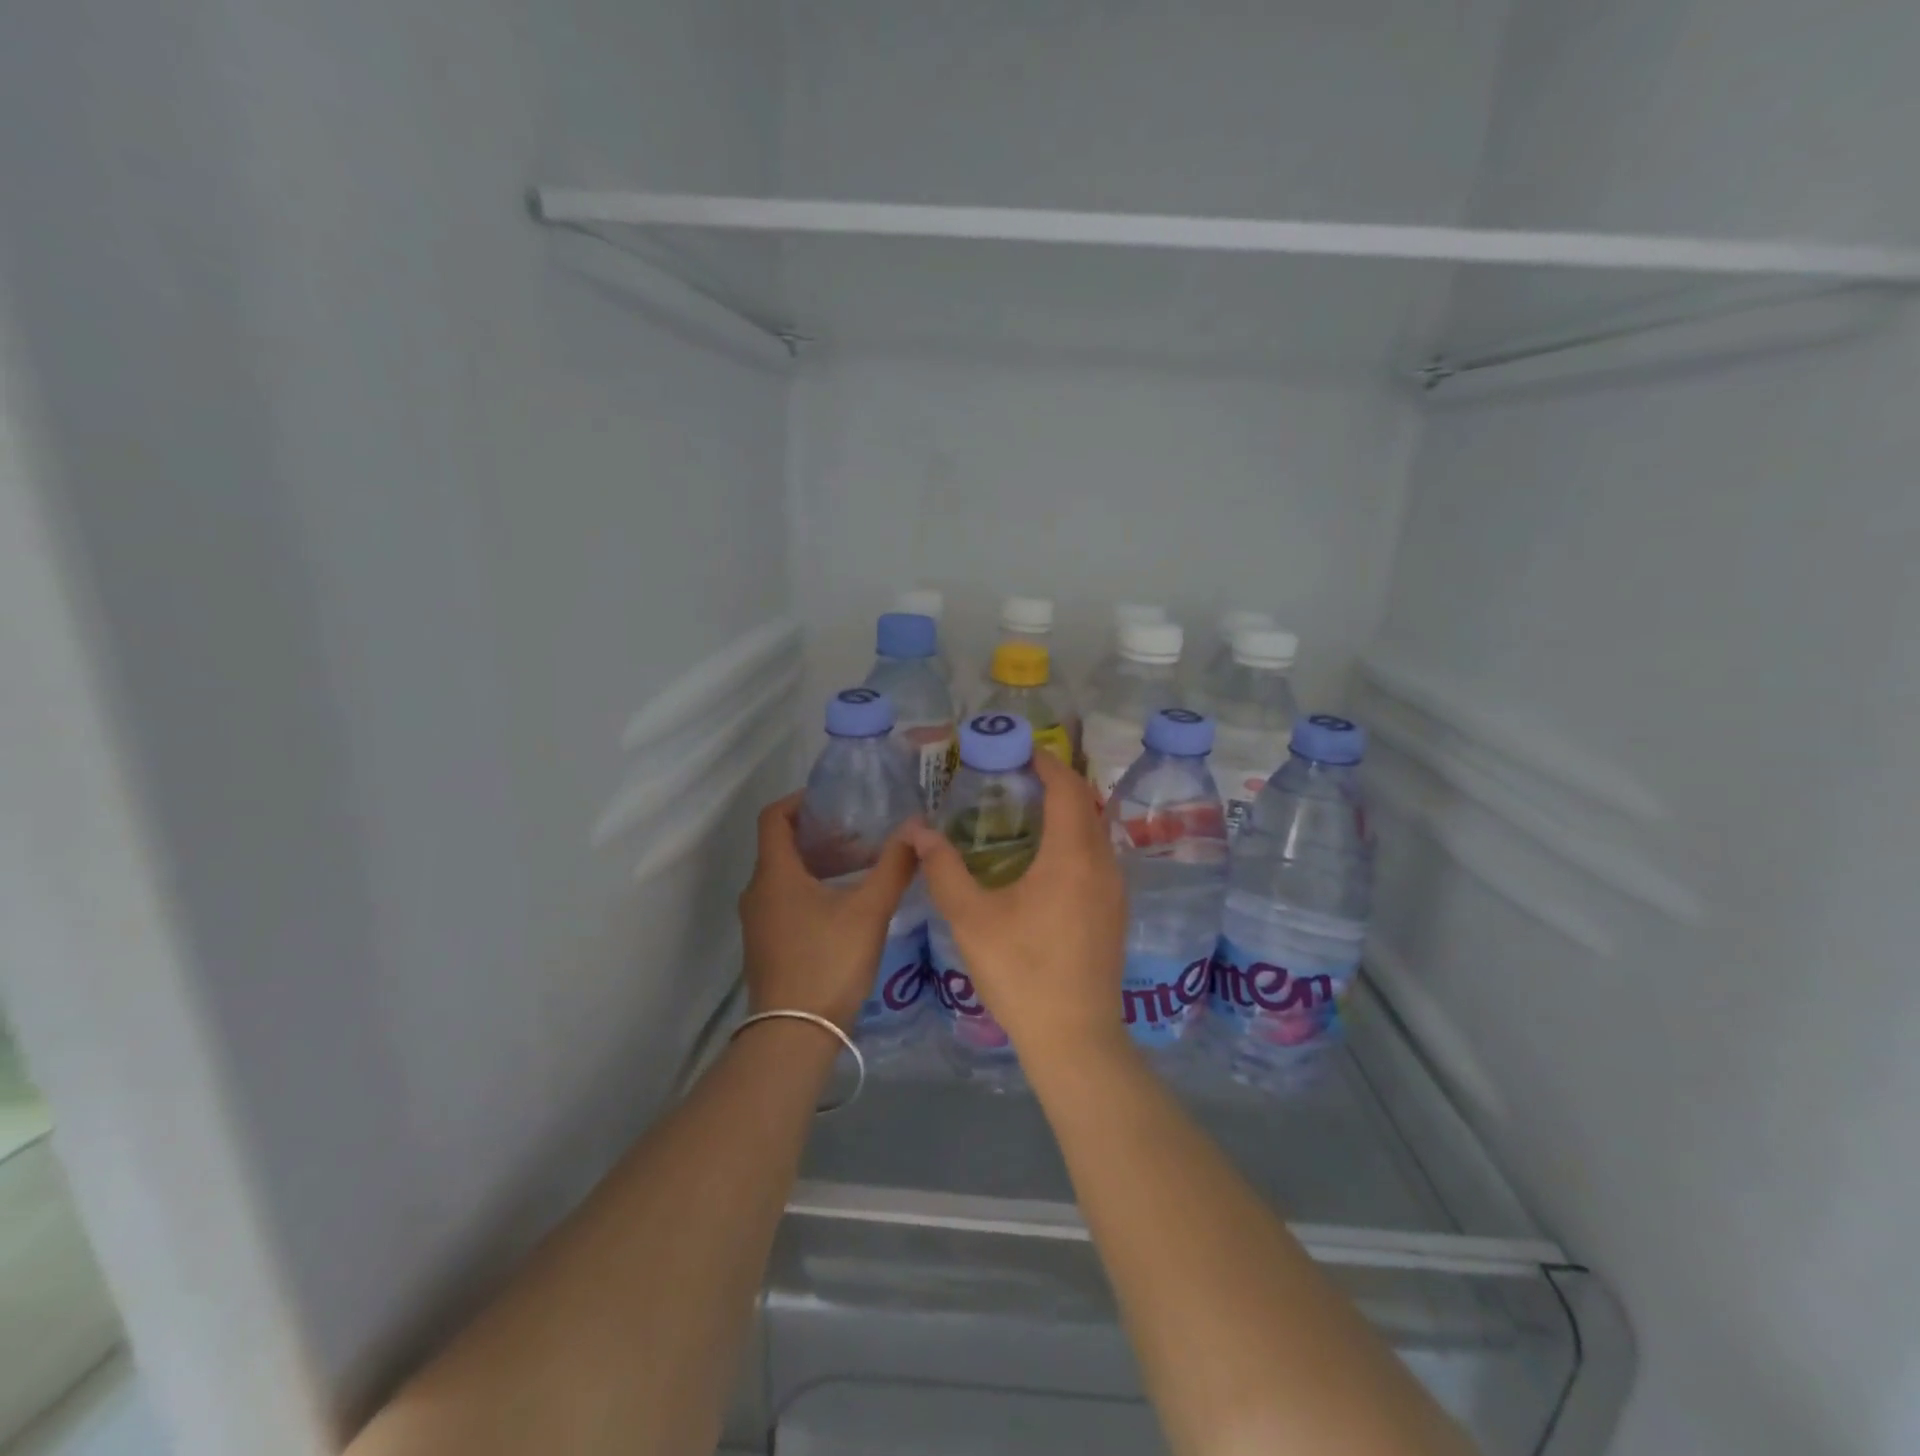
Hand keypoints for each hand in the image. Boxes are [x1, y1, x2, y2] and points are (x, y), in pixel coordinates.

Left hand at [738, 795, 918, 1030]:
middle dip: (821, 835)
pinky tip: (846, 906)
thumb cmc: (828, 962)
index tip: (836, 801)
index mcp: (775, 874)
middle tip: (861, 835)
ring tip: (861, 867)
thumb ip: (894, 866)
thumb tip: (917, 829)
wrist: (793, 1035)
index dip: (801, 801)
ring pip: (786, 876)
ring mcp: (759, 921)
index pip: (773, 817)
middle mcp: (758, 891)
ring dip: (820, 864)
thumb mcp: (869, 911)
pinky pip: (785, 900)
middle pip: (783, 845)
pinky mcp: (767, 944)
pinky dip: (812, 889)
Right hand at [906, 751, 1128, 1061]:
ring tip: (1025, 813)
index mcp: (1072, 855)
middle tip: (1013, 779)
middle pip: (1085, 804)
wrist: (1075, 1038)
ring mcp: (1115, 889)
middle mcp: (1103, 863)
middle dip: (1054, 783)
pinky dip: (1074, 839)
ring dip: (1066, 812)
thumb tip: (915, 831)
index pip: (1067, 787)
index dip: (1045, 762)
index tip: (1018, 751)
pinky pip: (1097, 856)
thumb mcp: (971, 918)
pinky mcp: (1115, 912)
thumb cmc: (1021, 972)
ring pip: (1094, 831)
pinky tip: (1043, 860)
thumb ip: (943, 869)